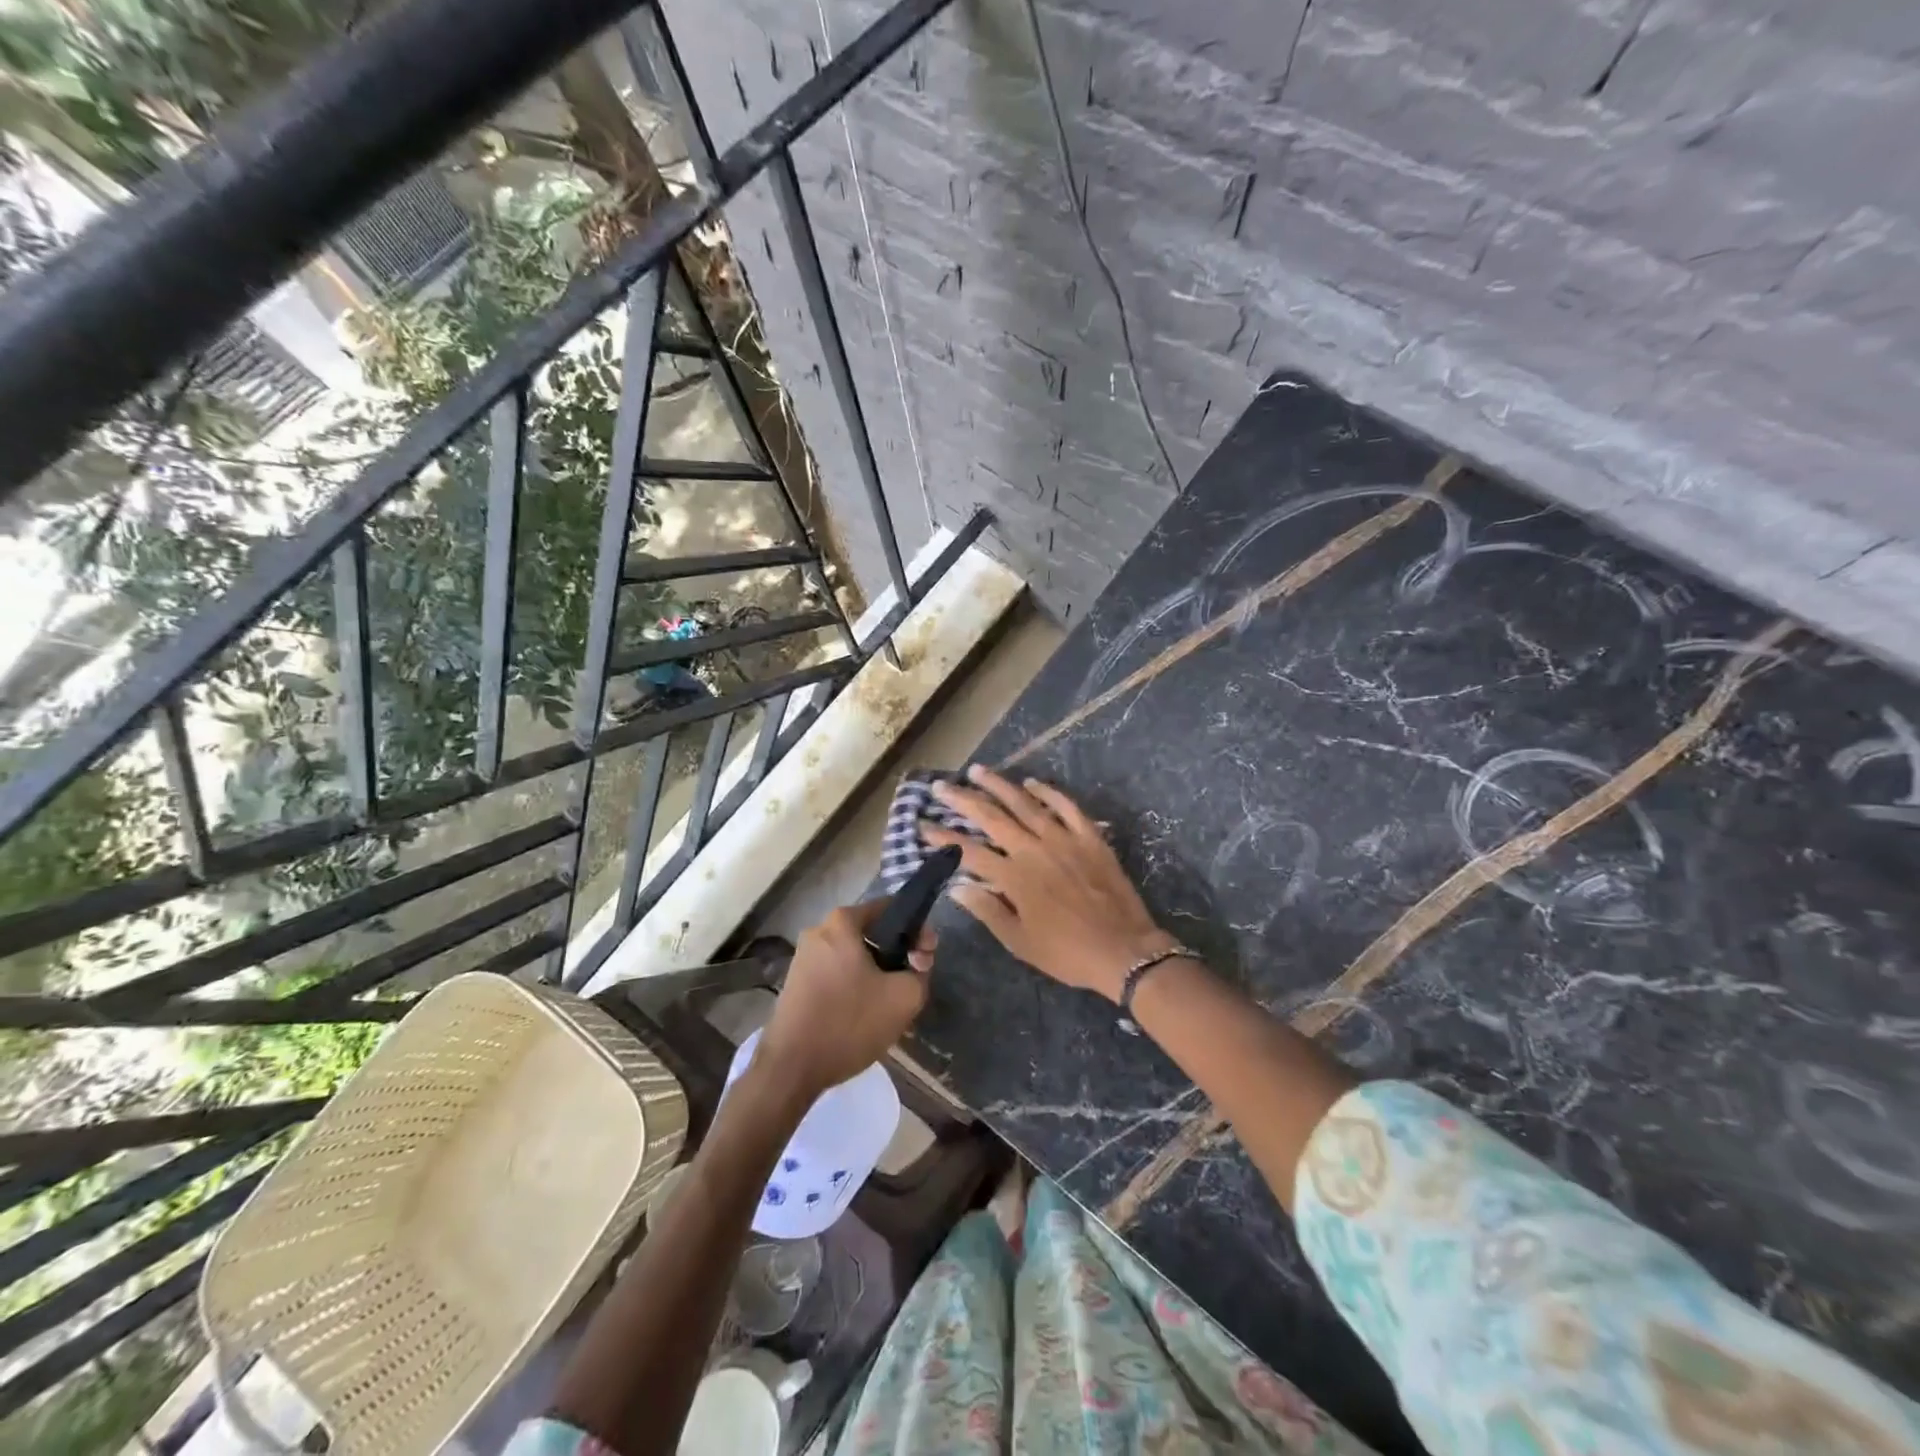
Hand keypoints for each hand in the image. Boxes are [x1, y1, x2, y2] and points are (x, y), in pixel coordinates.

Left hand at [757, 901, 933, 1097]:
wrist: (791, 1069)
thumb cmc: (848, 1024)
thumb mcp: (904, 998)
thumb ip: (921, 971)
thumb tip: (916, 962)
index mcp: (842, 922)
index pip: (891, 909)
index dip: (917, 931)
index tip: (926, 959)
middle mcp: (818, 931)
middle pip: (872, 933)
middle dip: (896, 954)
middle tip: (912, 983)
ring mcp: (803, 957)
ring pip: (854, 956)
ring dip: (876, 973)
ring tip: (890, 1004)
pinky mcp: (796, 983)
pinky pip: (836, 974)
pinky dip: (854, 986)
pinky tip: (864, 1014)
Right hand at [921, 765, 1175, 1002]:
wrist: (1124, 950)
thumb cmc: (1067, 952)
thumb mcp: (1020, 941)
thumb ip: (987, 910)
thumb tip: (956, 886)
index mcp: (1014, 877)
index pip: (968, 851)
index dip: (942, 838)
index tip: (922, 825)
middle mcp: (1033, 850)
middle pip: (991, 817)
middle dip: (962, 800)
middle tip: (941, 787)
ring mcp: (1063, 838)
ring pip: (1025, 803)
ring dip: (999, 785)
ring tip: (977, 770)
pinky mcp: (1089, 836)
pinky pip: (1066, 806)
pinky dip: (1048, 791)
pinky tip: (1032, 782)